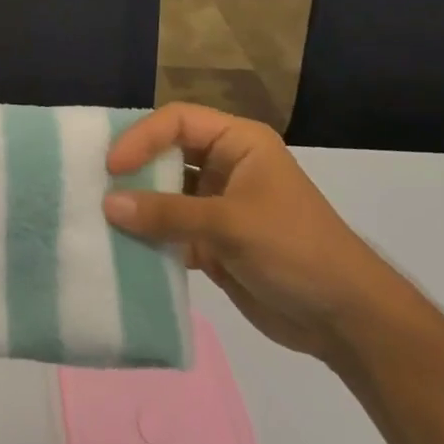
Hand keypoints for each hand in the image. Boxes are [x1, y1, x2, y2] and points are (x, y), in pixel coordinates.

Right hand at [102, 104, 410, 362]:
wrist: (348, 322)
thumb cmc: (295, 250)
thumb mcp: (231, 224)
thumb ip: (168, 213)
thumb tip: (107, 204)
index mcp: (238, 142)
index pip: (177, 121)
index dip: (141, 137)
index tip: (112, 165)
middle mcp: (224, 165)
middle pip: (166, 153)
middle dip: (133, 169)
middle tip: (95, 184)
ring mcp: (217, 204)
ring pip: (164, 193)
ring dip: (137, 205)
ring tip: (99, 214)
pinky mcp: (212, 241)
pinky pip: (169, 230)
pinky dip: (147, 237)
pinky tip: (120, 246)